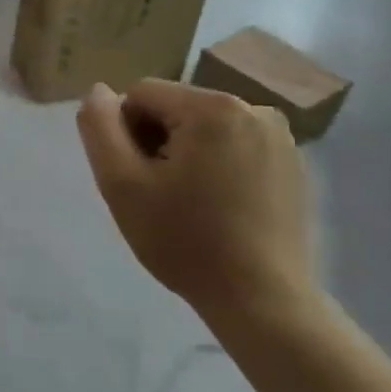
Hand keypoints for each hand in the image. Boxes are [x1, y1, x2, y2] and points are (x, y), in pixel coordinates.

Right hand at [76, 80, 315, 312]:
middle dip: (156, 143)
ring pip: (203, 128)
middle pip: (175, 108)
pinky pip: (233, 146)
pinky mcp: (292, 163)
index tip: (136, 179)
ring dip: (184, 155)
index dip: (125, 134)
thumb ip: (100, 129)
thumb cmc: (184, 240)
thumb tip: (98, 92)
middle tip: (159, 195)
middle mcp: (253, 108)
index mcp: (213, 107)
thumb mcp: (121, 184)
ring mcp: (279, 136)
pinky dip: (216, 166)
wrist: (261, 299)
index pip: (141, 95)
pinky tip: (218, 208)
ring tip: (188, 204)